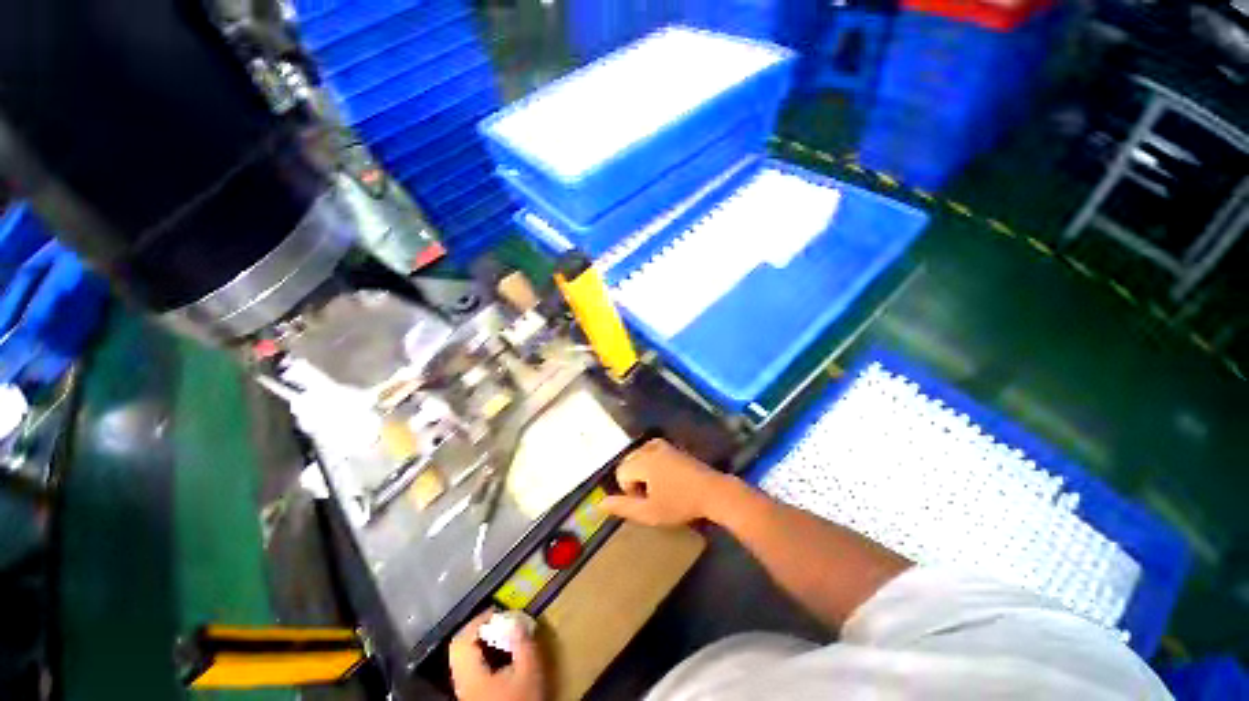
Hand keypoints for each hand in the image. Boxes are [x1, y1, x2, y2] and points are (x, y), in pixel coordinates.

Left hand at [449, 609, 543, 700]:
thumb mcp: (529, 671)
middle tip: (497, 621)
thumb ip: (523, 643)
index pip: (462, 640)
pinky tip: (499, 657)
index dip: (478, 621)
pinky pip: (468, 668)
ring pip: (463, 659)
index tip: (497, 611)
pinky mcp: (470, 697)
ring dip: (478, 642)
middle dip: (477, 630)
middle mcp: (461, 682)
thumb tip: (517, 618)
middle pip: (459, 648)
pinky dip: (480, 656)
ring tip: (500, 636)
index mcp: (470, 674)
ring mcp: (464, 691)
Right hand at [600, 439, 730, 526]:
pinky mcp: (671, 446)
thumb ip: (623, 507)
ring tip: (660, 487)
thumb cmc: (680, 504)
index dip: (630, 490)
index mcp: (643, 460)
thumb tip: (599, 503)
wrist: (713, 492)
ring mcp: (662, 444)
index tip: (647, 501)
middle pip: (628, 462)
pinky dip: (652, 464)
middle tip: (653, 496)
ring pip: (639, 457)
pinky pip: (650, 453)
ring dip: (643, 471)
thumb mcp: (650, 513)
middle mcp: (649, 447)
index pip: (621, 473)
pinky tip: (667, 477)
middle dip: (634, 479)